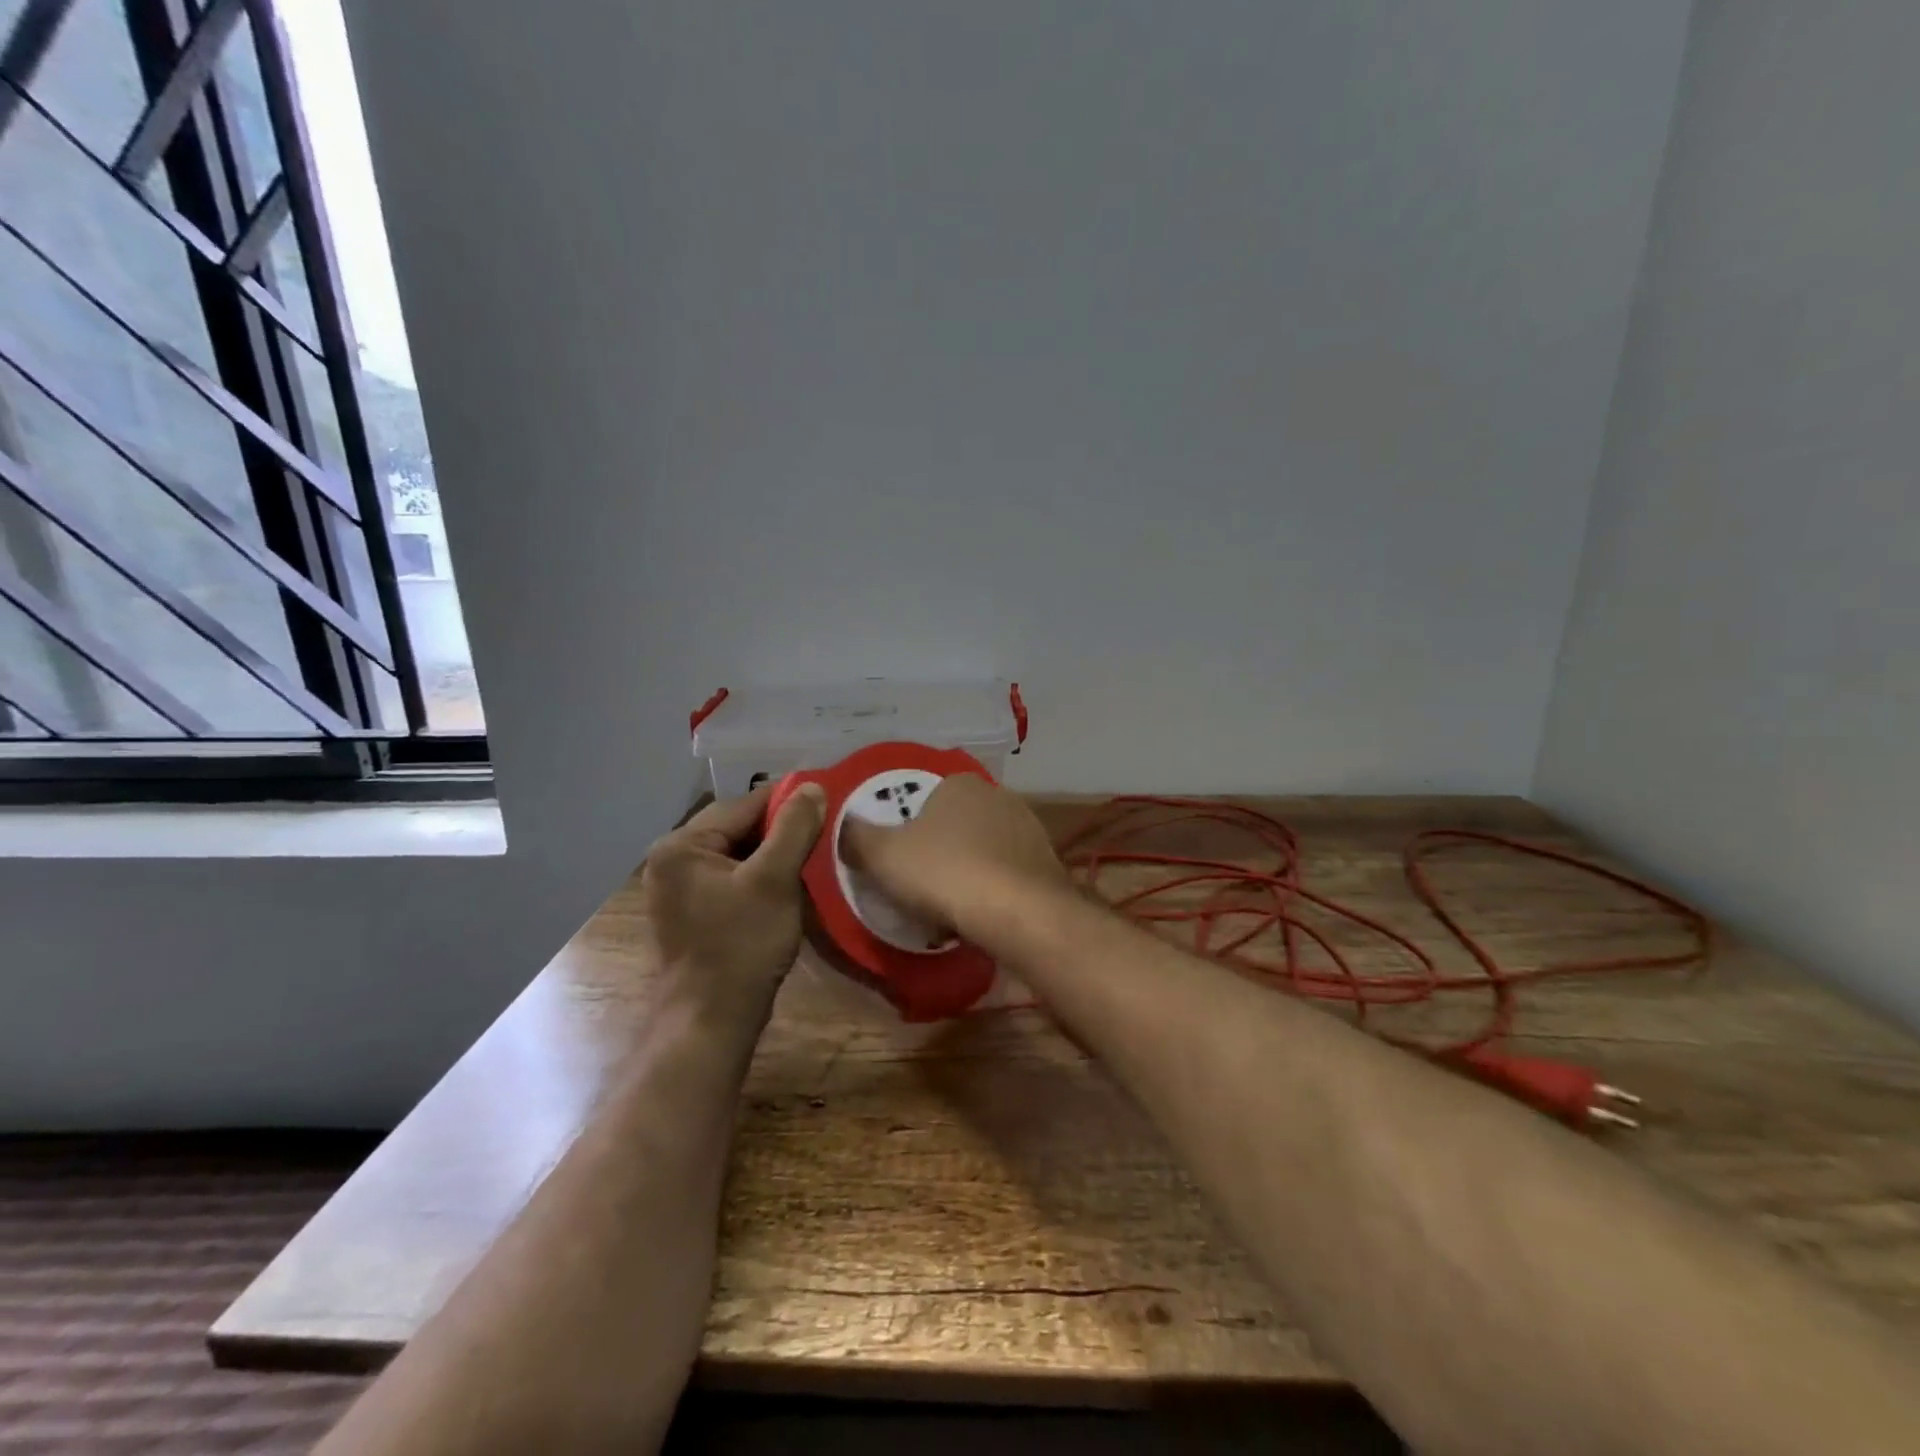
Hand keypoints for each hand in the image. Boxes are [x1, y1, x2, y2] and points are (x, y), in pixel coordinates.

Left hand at [641, 782, 826, 1023]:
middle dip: (782, 830)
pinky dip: (762, 877)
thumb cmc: (742, 946)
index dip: (788, 802)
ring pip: (739, 854)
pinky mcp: (694, 912)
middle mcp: (672, 860)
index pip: (743, 805)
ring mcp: (680, 888)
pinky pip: (733, 878)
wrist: (712, 1021)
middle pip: (739, 828)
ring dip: (775, 854)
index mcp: (681, 845)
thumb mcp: (775, 881)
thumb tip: (813, 787)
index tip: (828, 802)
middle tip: (824, 833)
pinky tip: (790, 885)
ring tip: (813, 857)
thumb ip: (794, 828)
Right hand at [839, 774, 1067, 943]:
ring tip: (952, 906)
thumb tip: (846, 825)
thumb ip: (857, 836)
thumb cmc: (944, 873)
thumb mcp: (882, 855)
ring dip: (969, 869)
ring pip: (985, 848)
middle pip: (958, 822)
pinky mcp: (1048, 862)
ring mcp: (1029, 827)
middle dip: (941, 848)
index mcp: (959, 783)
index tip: (899, 859)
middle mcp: (998, 795)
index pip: (927, 797)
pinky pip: (1009, 872)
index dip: (909, 827)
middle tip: (922, 884)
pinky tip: (983, 914)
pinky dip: (995, 888)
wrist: (1019, 913)